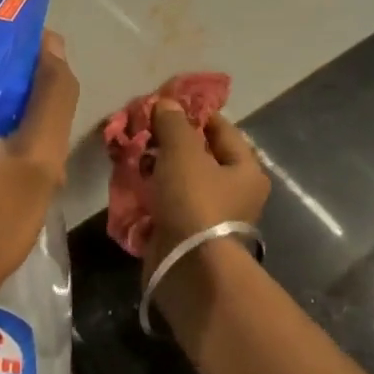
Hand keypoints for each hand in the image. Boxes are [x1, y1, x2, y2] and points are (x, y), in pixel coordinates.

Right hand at [144, 101, 270, 277]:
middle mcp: (233, 193)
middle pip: (199, 155)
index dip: (194, 112)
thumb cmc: (196, 202)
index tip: (165, 103)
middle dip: (169, 141)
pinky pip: (166, 204)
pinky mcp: (185, 235)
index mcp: (245, 170)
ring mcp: (209, 216)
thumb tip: (167, 103)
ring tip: (130, 151)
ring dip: (156, 166)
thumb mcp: (183, 152)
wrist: (189, 270)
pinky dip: (150, 192)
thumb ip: (173, 124)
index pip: (221, 129)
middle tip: (142, 127)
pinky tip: (129, 181)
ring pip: (179, 180)